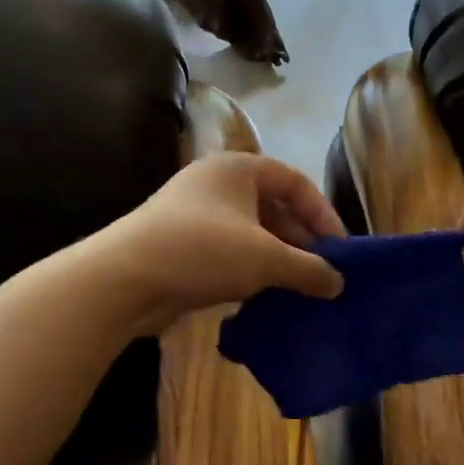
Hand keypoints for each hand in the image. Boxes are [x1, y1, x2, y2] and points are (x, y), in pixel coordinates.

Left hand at [92, 152, 345, 334]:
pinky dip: (251, 270)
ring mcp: (195, 215)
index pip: (295, 182)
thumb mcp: (266, 259)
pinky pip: (229, 252)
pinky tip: (265, 296)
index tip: (340, 250)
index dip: (322, 213)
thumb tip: (338, 284)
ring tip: (299, 288)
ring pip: (251, 233)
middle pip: (273, 207)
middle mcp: (216, 184)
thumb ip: (308, 269)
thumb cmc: (203, 251)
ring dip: (277, 258)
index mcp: (238, 168)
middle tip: (322, 273)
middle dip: (300, 240)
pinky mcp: (181, 245)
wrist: (123, 279)